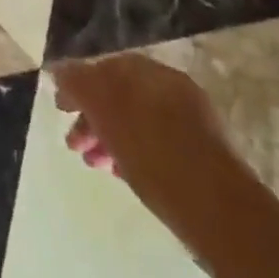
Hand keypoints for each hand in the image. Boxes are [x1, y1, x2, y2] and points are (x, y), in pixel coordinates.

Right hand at [51, 54, 234, 218]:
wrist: (217, 209)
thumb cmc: (152, 152)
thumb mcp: (104, 110)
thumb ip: (79, 84)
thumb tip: (61, 70)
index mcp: (150, 73)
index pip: (105, 67)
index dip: (79, 85)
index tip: (61, 110)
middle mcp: (171, 90)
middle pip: (120, 96)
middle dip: (92, 118)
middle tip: (74, 144)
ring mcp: (189, 123)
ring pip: (136, 122)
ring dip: (109, 138)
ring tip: (95, 164)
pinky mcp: (199, 156)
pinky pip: (155, 144)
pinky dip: (133, 153)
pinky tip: (122, 173)